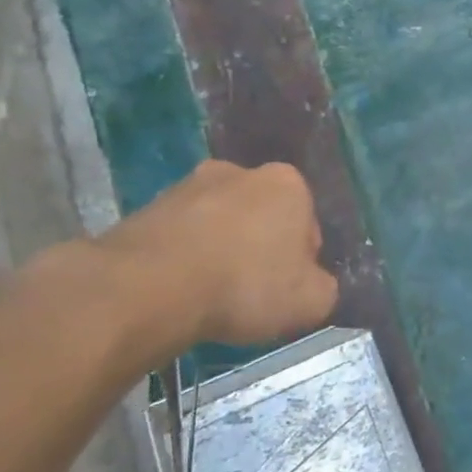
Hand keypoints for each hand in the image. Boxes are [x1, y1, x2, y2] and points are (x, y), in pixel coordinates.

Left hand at [100, 160, 338, 347]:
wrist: (149, 288)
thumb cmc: (246, 285)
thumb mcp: (313, 300)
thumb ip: (324, 287)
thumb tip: (312, 284)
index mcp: (288, 183)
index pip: (308, 225)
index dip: (301, 261)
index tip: (287, 289)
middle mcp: (241, 171)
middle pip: (263, 217)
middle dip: (261, 247)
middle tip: (252, 291)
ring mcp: (189, 185)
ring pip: (220, 223)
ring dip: (221, 250)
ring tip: (211, 294)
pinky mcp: (147, 207)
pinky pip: (182, 236)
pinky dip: (185, 257)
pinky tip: (180, 290)